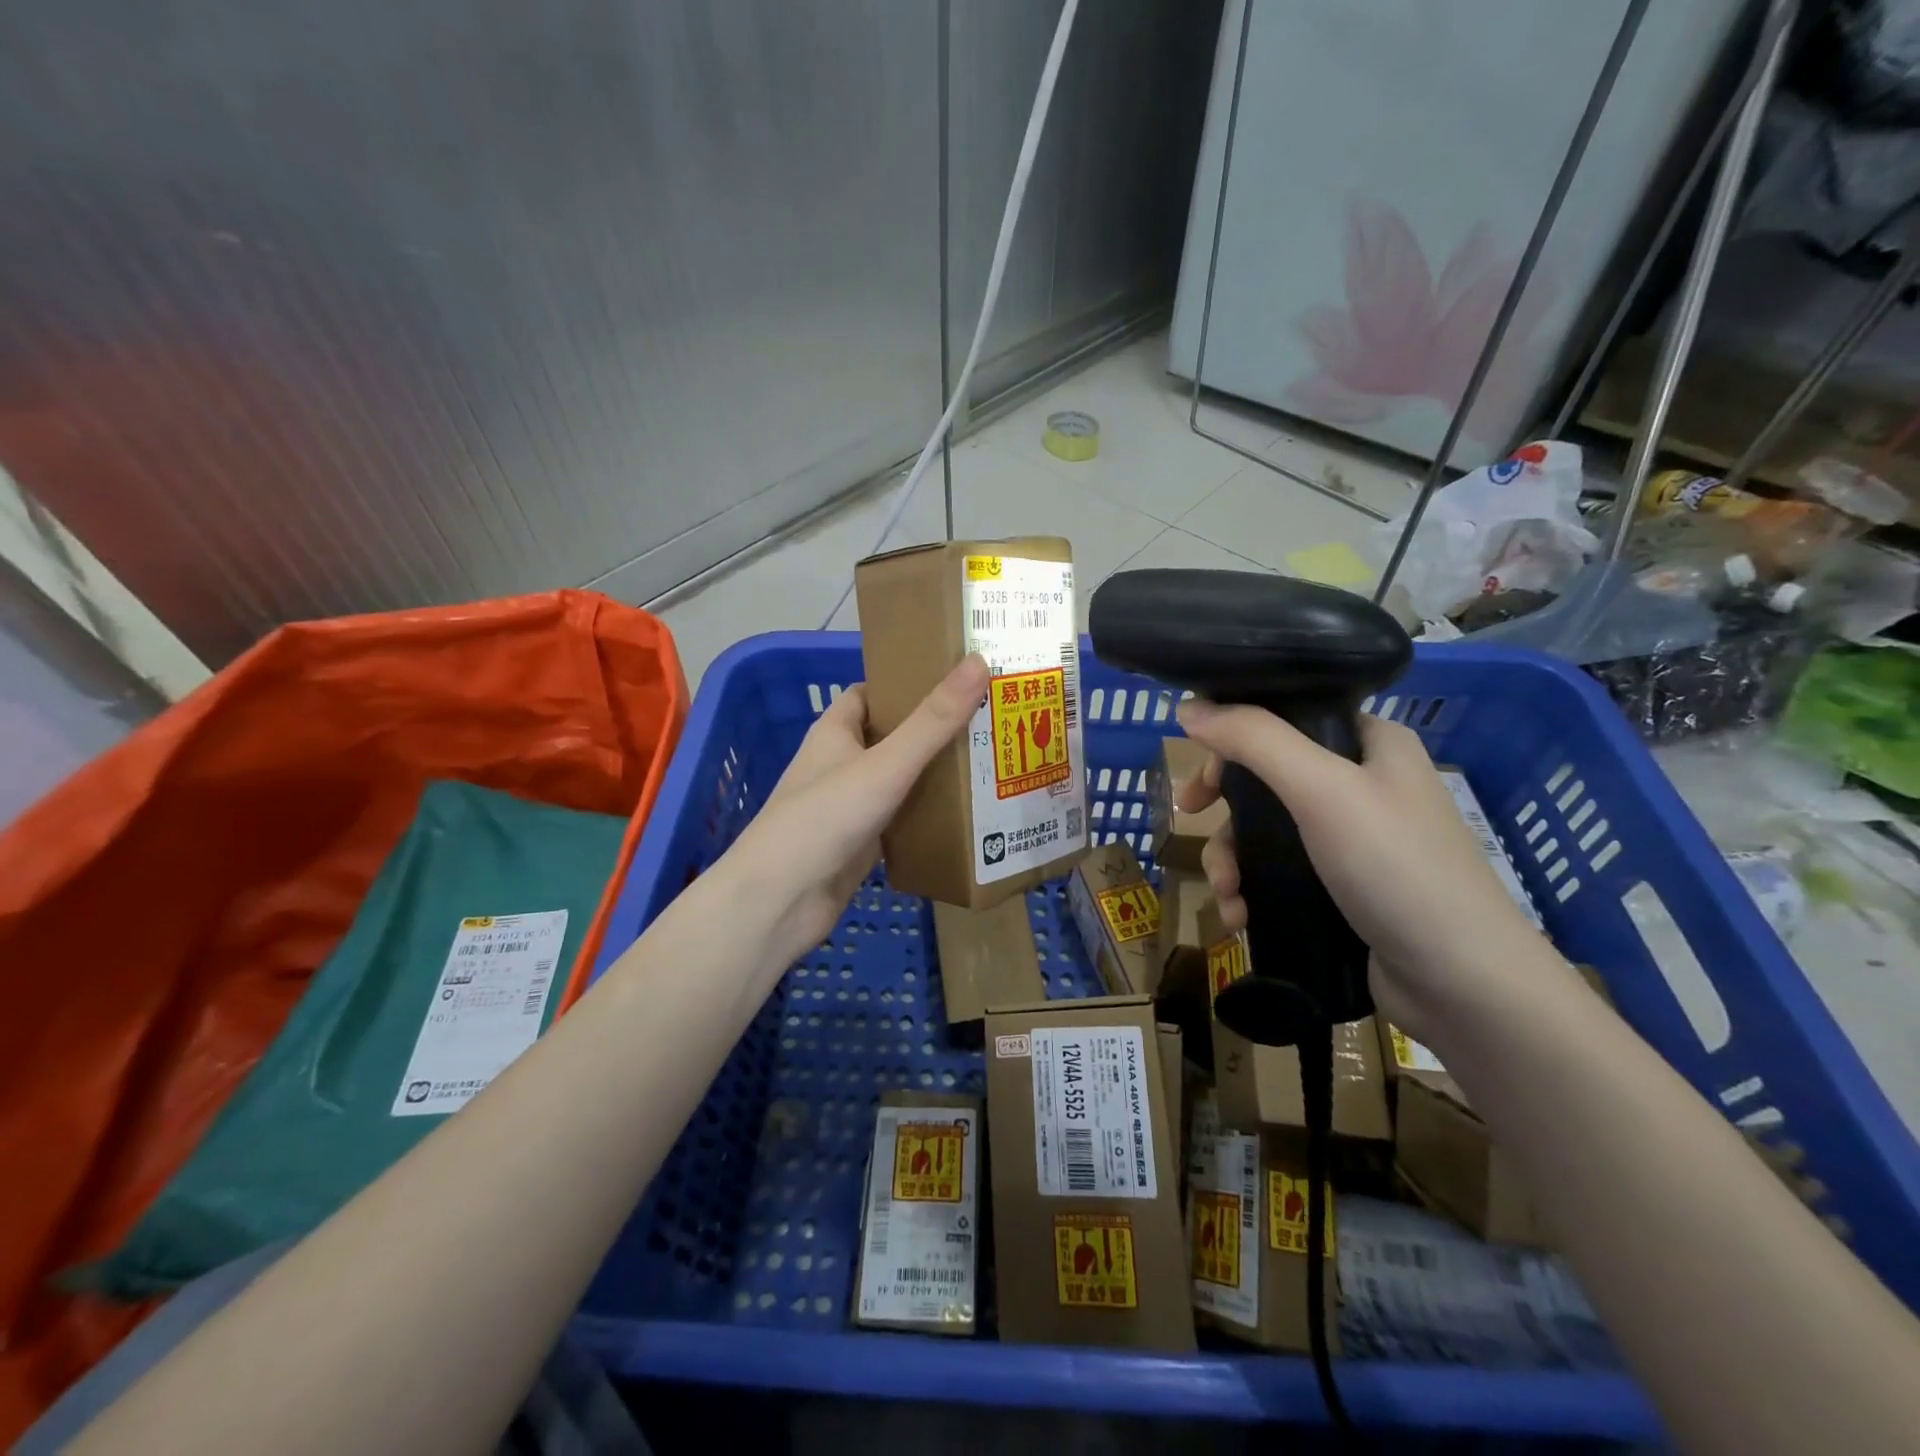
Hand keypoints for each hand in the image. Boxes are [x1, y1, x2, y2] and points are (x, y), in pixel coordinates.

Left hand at [725, 655, 990, 970]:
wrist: (781, 901)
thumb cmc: (825, 818)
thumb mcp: (885, 765)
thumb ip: (933, 721)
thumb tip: (977, 662)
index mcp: (835, 732)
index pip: (870, 694)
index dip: (906, 683)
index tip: (954, 680)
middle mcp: (839, 763)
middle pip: (891, 736)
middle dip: (933, 730)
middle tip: (988, 721)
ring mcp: (848, 806)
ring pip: (898, 780)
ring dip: (934, 774)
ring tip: (990, 762)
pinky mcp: (859, 844)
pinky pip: (900, 819)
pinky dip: (927, 815)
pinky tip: (966, 815)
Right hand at [1173, 699, 1539, 1032]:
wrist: (1463, 986)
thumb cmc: (1396, 868)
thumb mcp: (1321, 789)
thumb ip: (1253, 740)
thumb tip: (1187, 708)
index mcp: (1371, 744)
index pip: (1287, 717)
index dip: (1234, 736)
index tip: (1202, 765)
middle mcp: (1364, 785)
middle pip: (1268, 777)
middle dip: (1225, 809)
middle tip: (1191, 819)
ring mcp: (1355, 842)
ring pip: (1267, 832)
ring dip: (1232, 860)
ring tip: (1227, 894)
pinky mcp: (1344, 890)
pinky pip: (1280, 875)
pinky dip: (1252, 891)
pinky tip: (1240, 918)